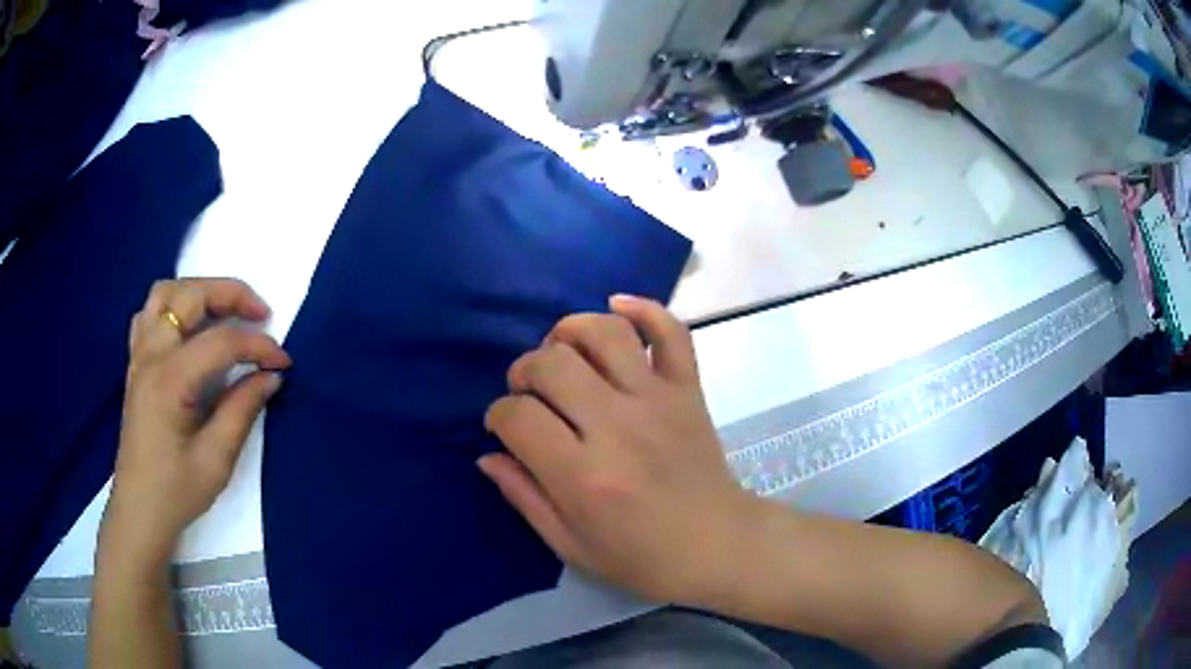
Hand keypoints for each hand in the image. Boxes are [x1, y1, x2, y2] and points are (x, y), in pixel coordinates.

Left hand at [100, 279, 291, 563]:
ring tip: (224, 312)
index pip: (221, 342)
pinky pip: (150, 314)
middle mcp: (151, 355)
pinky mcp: (136, 364)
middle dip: (231, 294)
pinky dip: (174, 307)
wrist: (140, 510)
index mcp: (170, 380)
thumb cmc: (177, 491)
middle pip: (190, 296)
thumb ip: (242, 410)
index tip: (284, 362)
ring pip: (165, 294)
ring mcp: (139, 356)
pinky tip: (189, 327)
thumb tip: (271, 376)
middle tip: (261, 314)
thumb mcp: (216, 460)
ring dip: (199, 292)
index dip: (258, 346)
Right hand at [480, 295, 756, 604]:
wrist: (718, 544)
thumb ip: (524, 496)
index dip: (499, 415)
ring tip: (562, 351)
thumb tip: (488, 454)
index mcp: (583, 476)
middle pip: (552, 363)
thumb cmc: (642, 557)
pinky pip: (671, 332)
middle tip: (530, 392)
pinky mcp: (688, 389)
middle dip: (525, 370)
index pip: (518, 416)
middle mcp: (617, 426)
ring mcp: (658, 400)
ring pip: (605, 333)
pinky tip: (617, 307)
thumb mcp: (570, 545)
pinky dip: (644, 309)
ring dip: (570, 331)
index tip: (505, 427)